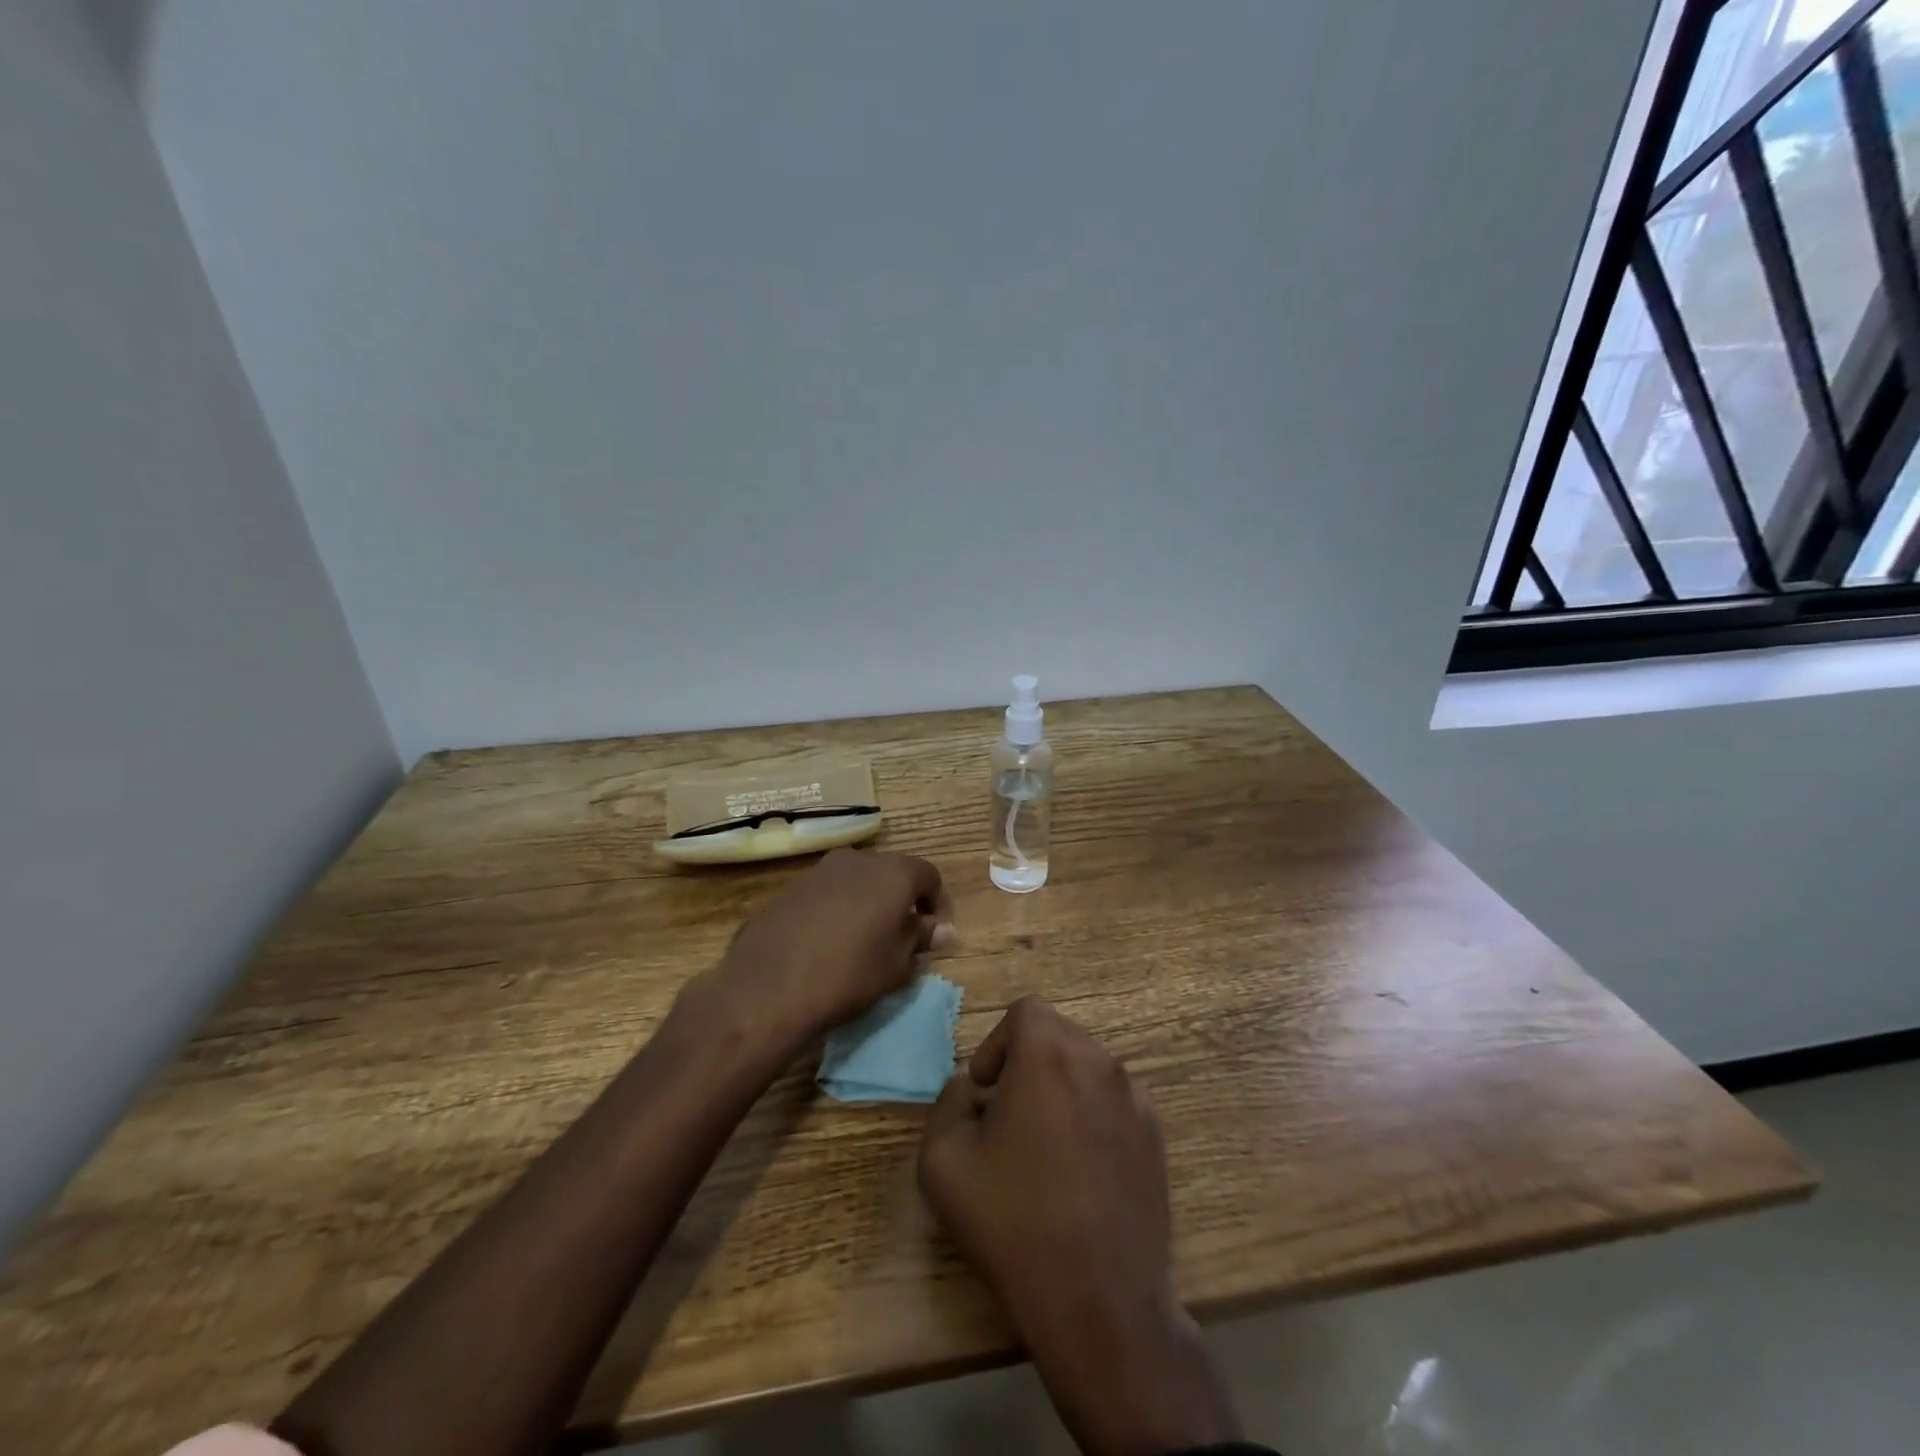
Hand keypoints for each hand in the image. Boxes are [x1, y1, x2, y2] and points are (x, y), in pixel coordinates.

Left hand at [696, 848, 953, 1050]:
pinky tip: (831, 942)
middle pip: (893, 873)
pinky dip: (840, 909)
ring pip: (859, 880)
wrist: (769, 986)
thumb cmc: (849, 974)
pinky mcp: (792, 887)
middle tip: (904, 938)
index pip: (929, 876)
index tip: (935, 936)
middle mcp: (859, 859)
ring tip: (866, 941)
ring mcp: (821, 870)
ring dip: (870, 903)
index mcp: (893, 872)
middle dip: (903, 901)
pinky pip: (829, 892)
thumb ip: (922, 939)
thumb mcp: (897, 964)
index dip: (938, 905)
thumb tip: (942, 930)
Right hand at [918, 997, 1237, 1455]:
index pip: (1024, 1011)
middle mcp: (1100, 1061)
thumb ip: (947, 1101)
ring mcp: (1135, 1098)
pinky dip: (1092, 1115)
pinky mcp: (1156, 1136)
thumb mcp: (943, 1158)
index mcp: (1050, 1054)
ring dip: (1060, 1088)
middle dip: (1027, 1063)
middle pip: (1058, 1035)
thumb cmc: (1013, 1222)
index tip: (986, 1092)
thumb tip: (971, 1090)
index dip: (997, 1043)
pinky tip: (1080, 1171)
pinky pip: (1114, 1101)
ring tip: (1043, 1147)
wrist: (1099, 1301)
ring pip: (1088, 1067)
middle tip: (1007, 1117)